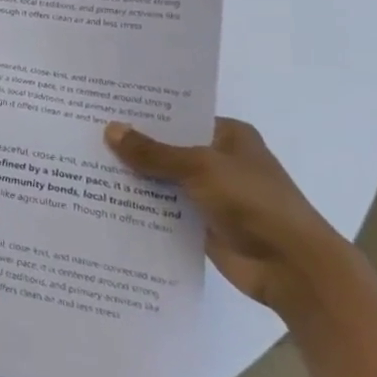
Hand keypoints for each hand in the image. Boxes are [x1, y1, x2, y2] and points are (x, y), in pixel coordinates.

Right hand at [105, 117, 352, 317]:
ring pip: (162, 180)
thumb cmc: (253, 202)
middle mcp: (219, 161)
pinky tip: (104, 201)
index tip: (103, 108)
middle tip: (85, 136)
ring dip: (133, 179)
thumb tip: (110, 130)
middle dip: (132, 147)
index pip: (178, 117)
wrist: (292, 267)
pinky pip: (164, 210)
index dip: (144, 114)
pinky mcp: (202, 224)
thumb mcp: (199, 167)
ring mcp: (211, 194)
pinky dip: (141, 207)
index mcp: (228, 136)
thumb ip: (153, 152)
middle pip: (167, 148)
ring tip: (84, 167)